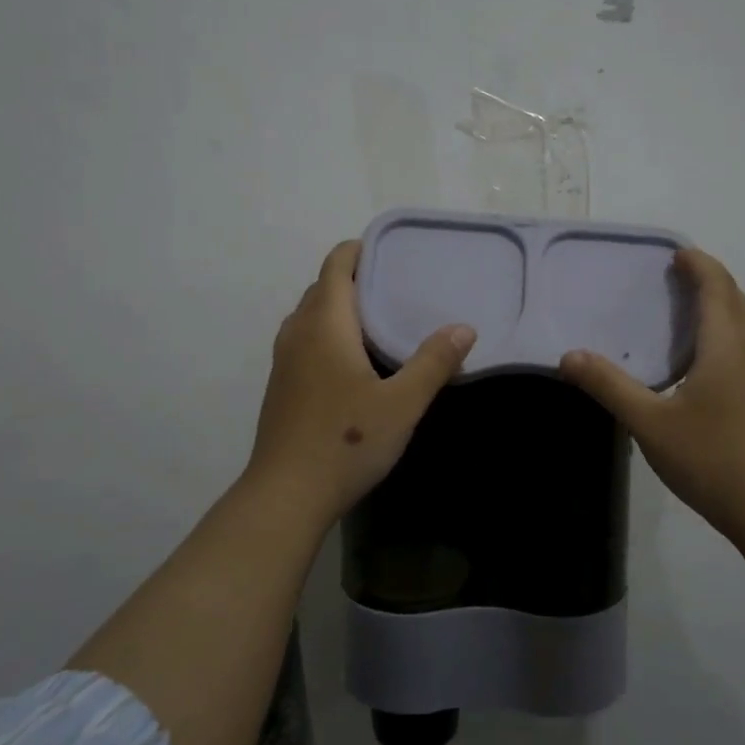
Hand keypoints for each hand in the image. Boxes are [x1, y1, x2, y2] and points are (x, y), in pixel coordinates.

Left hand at [247, 240, 475, 526]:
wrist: (286, 494)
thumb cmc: (347, 441)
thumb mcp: (402, 403)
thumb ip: (433, 362)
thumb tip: (463, 327)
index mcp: (325, 325)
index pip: (335, 267)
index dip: (358, 250)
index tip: (389, 251)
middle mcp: (298, 334)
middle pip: (321, 289)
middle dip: (353, 279)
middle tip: (395, 286)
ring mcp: (284, 362)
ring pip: (310, 317)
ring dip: (339, 308)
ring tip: (378, 319)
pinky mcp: (281, 387)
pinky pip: (305, 342)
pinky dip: (328, 334)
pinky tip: (354, 362)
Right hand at [559, 247, 744, 544]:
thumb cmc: (712, 458)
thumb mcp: (650, 423)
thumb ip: (610, 386)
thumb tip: (568, 356)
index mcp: (727, 346)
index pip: (717, 287)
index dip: (698, 265)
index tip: (676, 253)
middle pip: (737, 300)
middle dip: (711, 280)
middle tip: (677, 275)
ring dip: (723, 306)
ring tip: (690, 310)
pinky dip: (729, 332)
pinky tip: (707, 361)